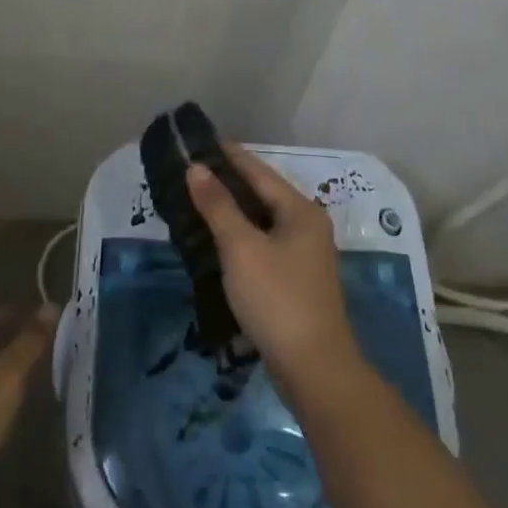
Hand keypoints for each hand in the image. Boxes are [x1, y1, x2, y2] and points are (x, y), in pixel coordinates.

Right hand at [186, 143, 357, 391]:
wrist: (313, 368)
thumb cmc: (276, 298)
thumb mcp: (242, 248)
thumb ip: (219, 206)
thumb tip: (197, 168)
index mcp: (300, 211)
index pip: (259, 171)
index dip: (230, 154)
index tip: (203, 140)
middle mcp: (308, 226)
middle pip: (263, 194)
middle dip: (229, 182)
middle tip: (193, 171)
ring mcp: (305, 255)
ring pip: (263, 221)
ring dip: (234, 211)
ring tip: (199, 200)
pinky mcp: (297, 280)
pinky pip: (264, 244)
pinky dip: (242, 236)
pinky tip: (218, 241)